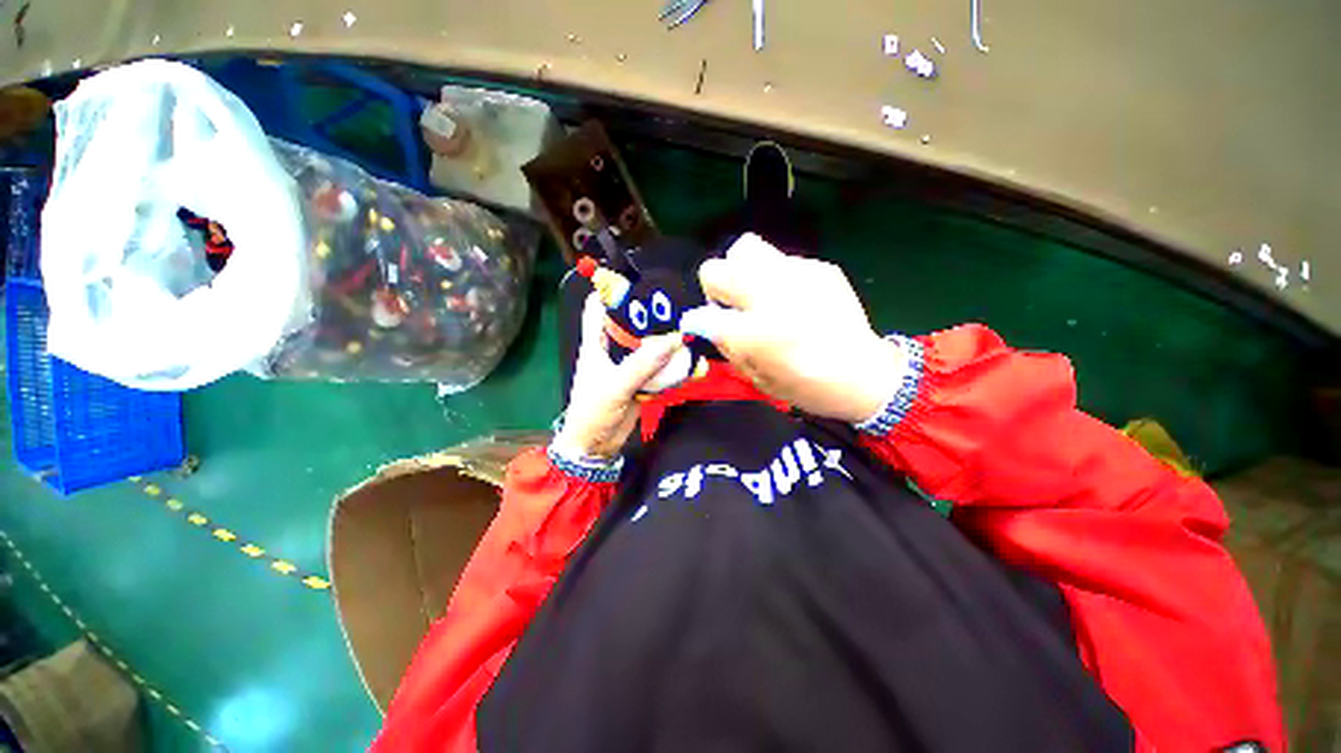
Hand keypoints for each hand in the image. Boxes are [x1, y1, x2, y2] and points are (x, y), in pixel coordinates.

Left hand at [555, 293, 684, 458]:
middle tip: (677, 304)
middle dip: (650, 314)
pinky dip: (671, 363)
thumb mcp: (615, 386)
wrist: (596, 446)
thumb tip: (672, 340)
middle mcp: (612, 349)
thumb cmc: (593, 412)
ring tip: (688, 326)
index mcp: (596, 343)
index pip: (598, 308)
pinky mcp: (641, 381)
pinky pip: (658, 367)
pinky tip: (688, 357)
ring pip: (647, 345)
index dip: (613, 292)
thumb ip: (641, 364)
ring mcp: (628, 366)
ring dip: (664, 339)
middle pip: (630, 323)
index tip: (640, 281)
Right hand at [681, 234, 905, 423]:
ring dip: (741, 271)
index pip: (703, 315)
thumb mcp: (757, 380)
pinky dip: (774, 276)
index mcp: (756, 333)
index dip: (698, 322)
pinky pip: (779, 260)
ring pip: (744, 249)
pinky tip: (791, 297)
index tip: (706, 327)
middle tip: (732, 307)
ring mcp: (798, 274)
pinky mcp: (819, 266)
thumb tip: (704, 322)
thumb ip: (726, 347)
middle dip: (715, 290)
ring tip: (756, 293)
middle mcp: (772, 295)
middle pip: (715, 270)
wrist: (865, 373)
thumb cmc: (807, 386)